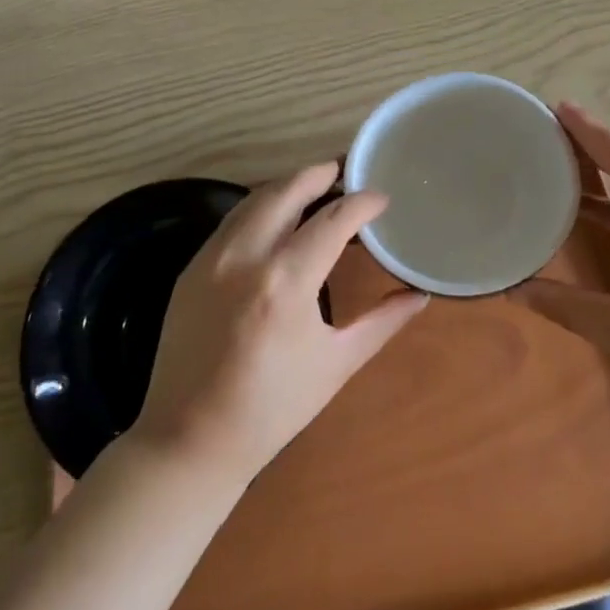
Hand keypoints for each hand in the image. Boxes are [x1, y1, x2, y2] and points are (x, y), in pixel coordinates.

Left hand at [131, 163, 428, 483]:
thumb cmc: (273, 407)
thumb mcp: (336, 364)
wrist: (190, 439)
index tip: (381, 198)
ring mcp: (211, 259)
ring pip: (253, 201)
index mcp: (286, 282)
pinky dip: (258, 208)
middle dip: (318, 174)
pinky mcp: (191, 269)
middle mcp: (246, 257)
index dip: (362, 203)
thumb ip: (382, 322)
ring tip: (314, 186)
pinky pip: (231, 222)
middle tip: (344, 170)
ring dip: (287, 186)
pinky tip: (275, 219)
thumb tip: (420, 295)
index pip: (333, 220)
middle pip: (286, 191)